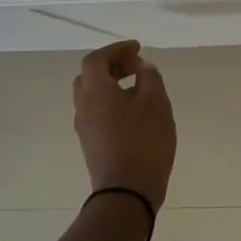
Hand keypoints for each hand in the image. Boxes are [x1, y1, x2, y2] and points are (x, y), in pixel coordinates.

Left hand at [72, 40, 176, 210]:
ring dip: (112, 85)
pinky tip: (135, 112)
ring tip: (139, 88)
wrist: (126, 192)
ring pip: (92, 96)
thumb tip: (142, 67)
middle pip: (90, 77)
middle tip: (136, 65)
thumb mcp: (156, 104)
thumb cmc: (144, 142)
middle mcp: (83, 106)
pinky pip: (97, 112)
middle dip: (112, 66)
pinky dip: (112, 102)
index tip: (138, 48)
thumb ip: (150, 78)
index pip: (96, 60)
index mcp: (96, 91)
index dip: (116, 49)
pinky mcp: (92, 144)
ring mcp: (85, 127)